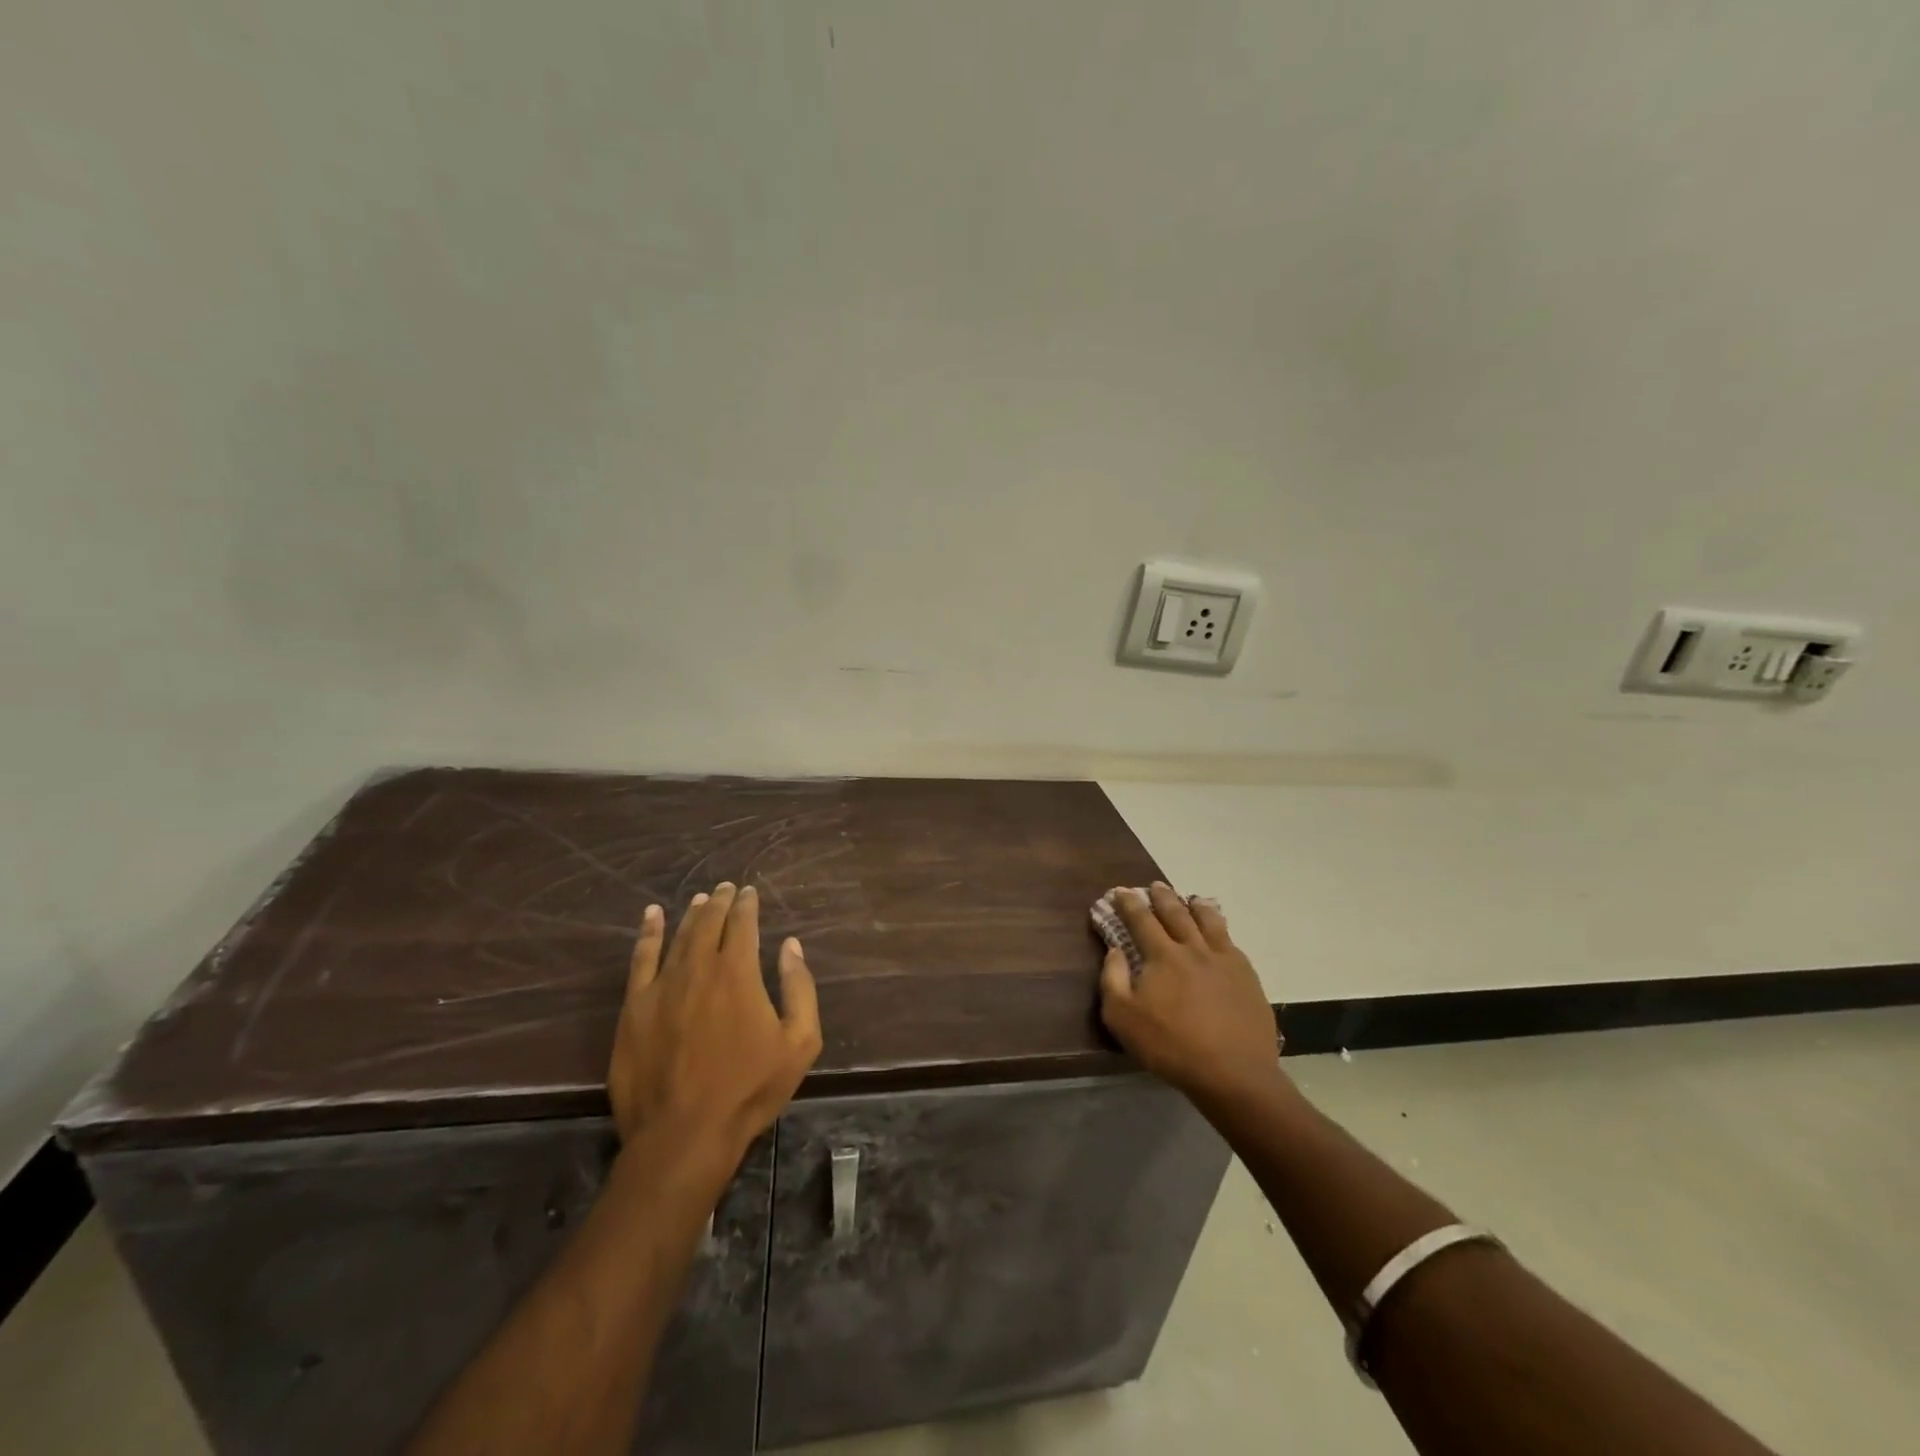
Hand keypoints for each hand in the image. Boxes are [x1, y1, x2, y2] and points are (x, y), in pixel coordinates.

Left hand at [608, 883, 822, 1153]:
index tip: (750, 892)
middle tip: (727, 888)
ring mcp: (661, 986)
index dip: (747, 905)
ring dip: (692, 913)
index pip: (742, 924)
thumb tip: (790, 946)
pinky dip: (648, 933)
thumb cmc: (749, 1089)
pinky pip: (641, 959)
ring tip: (700, 899)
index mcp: (738, 972)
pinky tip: (652, 916)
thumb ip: (799, 988)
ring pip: (679, 936)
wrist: (683, 1134)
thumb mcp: (799, 1042)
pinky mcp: (634, 1008)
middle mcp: (699, 967)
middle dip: (720, 902)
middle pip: (709, 923)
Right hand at [1098, 883, 1281, 1103]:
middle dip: (1162, 897)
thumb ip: (1113, 979)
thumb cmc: (1171, 1046)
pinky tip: (1221, 932)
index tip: (1119, 891)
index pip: (1141, 920)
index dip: (1128, 903)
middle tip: (1154, 886)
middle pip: (1176, 913)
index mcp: (1163, 956)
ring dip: (1196, 906)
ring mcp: (1224, 960)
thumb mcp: (1123, 1018)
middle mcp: (1194, 948)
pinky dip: (1221, 929)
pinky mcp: (1247, 976)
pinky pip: (1231, 942)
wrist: (1233, 1073)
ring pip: (1209, 922)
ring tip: (1191, 898)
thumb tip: (1114, 950)